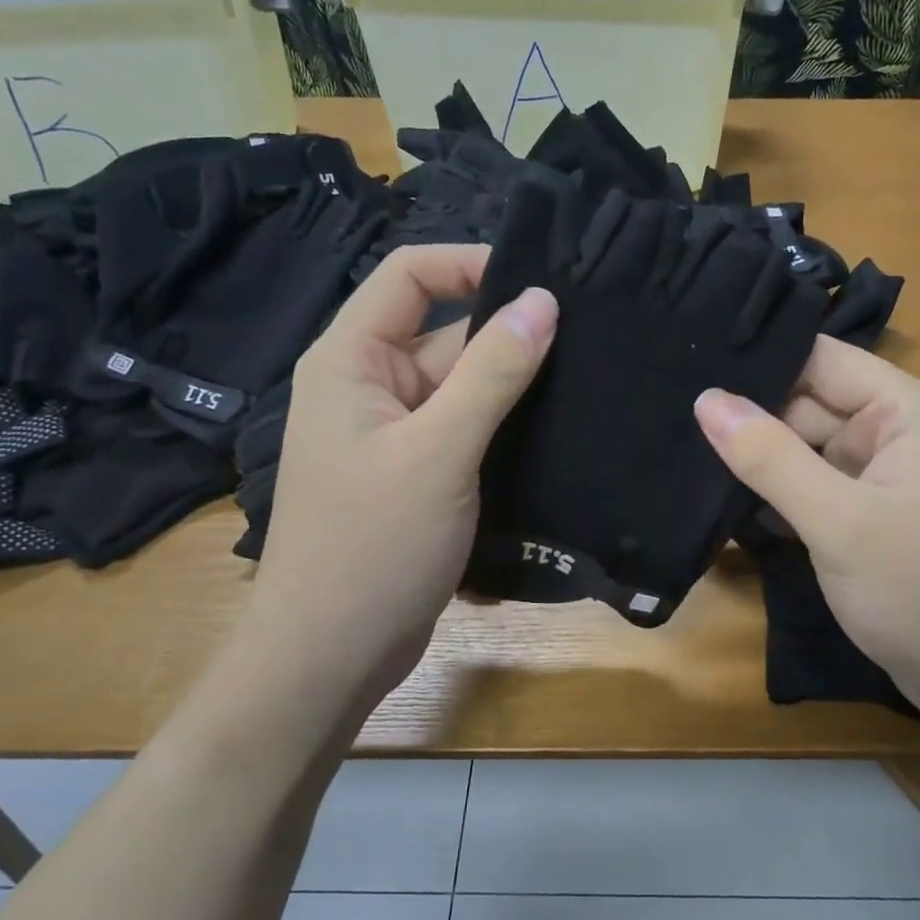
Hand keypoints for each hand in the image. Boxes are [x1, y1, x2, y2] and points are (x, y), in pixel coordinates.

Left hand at [235, 245, 556, 716]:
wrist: (331, 654)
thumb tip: (543, 299)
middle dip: (507, 333)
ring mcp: (392, 433)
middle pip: (443, 332)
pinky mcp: (415, 473)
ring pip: (460, 386)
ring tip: (585, 378)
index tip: (542, 283)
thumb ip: (491, 372)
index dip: (471, 264)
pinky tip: (556, 428)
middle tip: (587, 339)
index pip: (409, 275)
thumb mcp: (440, 450)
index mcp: (350, 360)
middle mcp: (367, 385)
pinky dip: (501, 425)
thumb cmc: (373, 545)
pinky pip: (462, 428)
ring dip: (511, 384)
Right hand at [695, 336, 919, 727]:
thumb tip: (706, 399)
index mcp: (902, 410)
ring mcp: (875, 478)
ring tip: (675, 448)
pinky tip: (713, 496)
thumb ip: (771, 458)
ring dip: (750, 456)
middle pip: (802, 402)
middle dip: (744, 413)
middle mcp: (890, 432)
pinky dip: (768, 493)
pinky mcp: (861, 518)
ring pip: (798, 449)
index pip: (817, 358)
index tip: (686, 361)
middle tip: (664, 413)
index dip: (757, 357)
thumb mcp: (841, 521)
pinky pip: (805, 488)